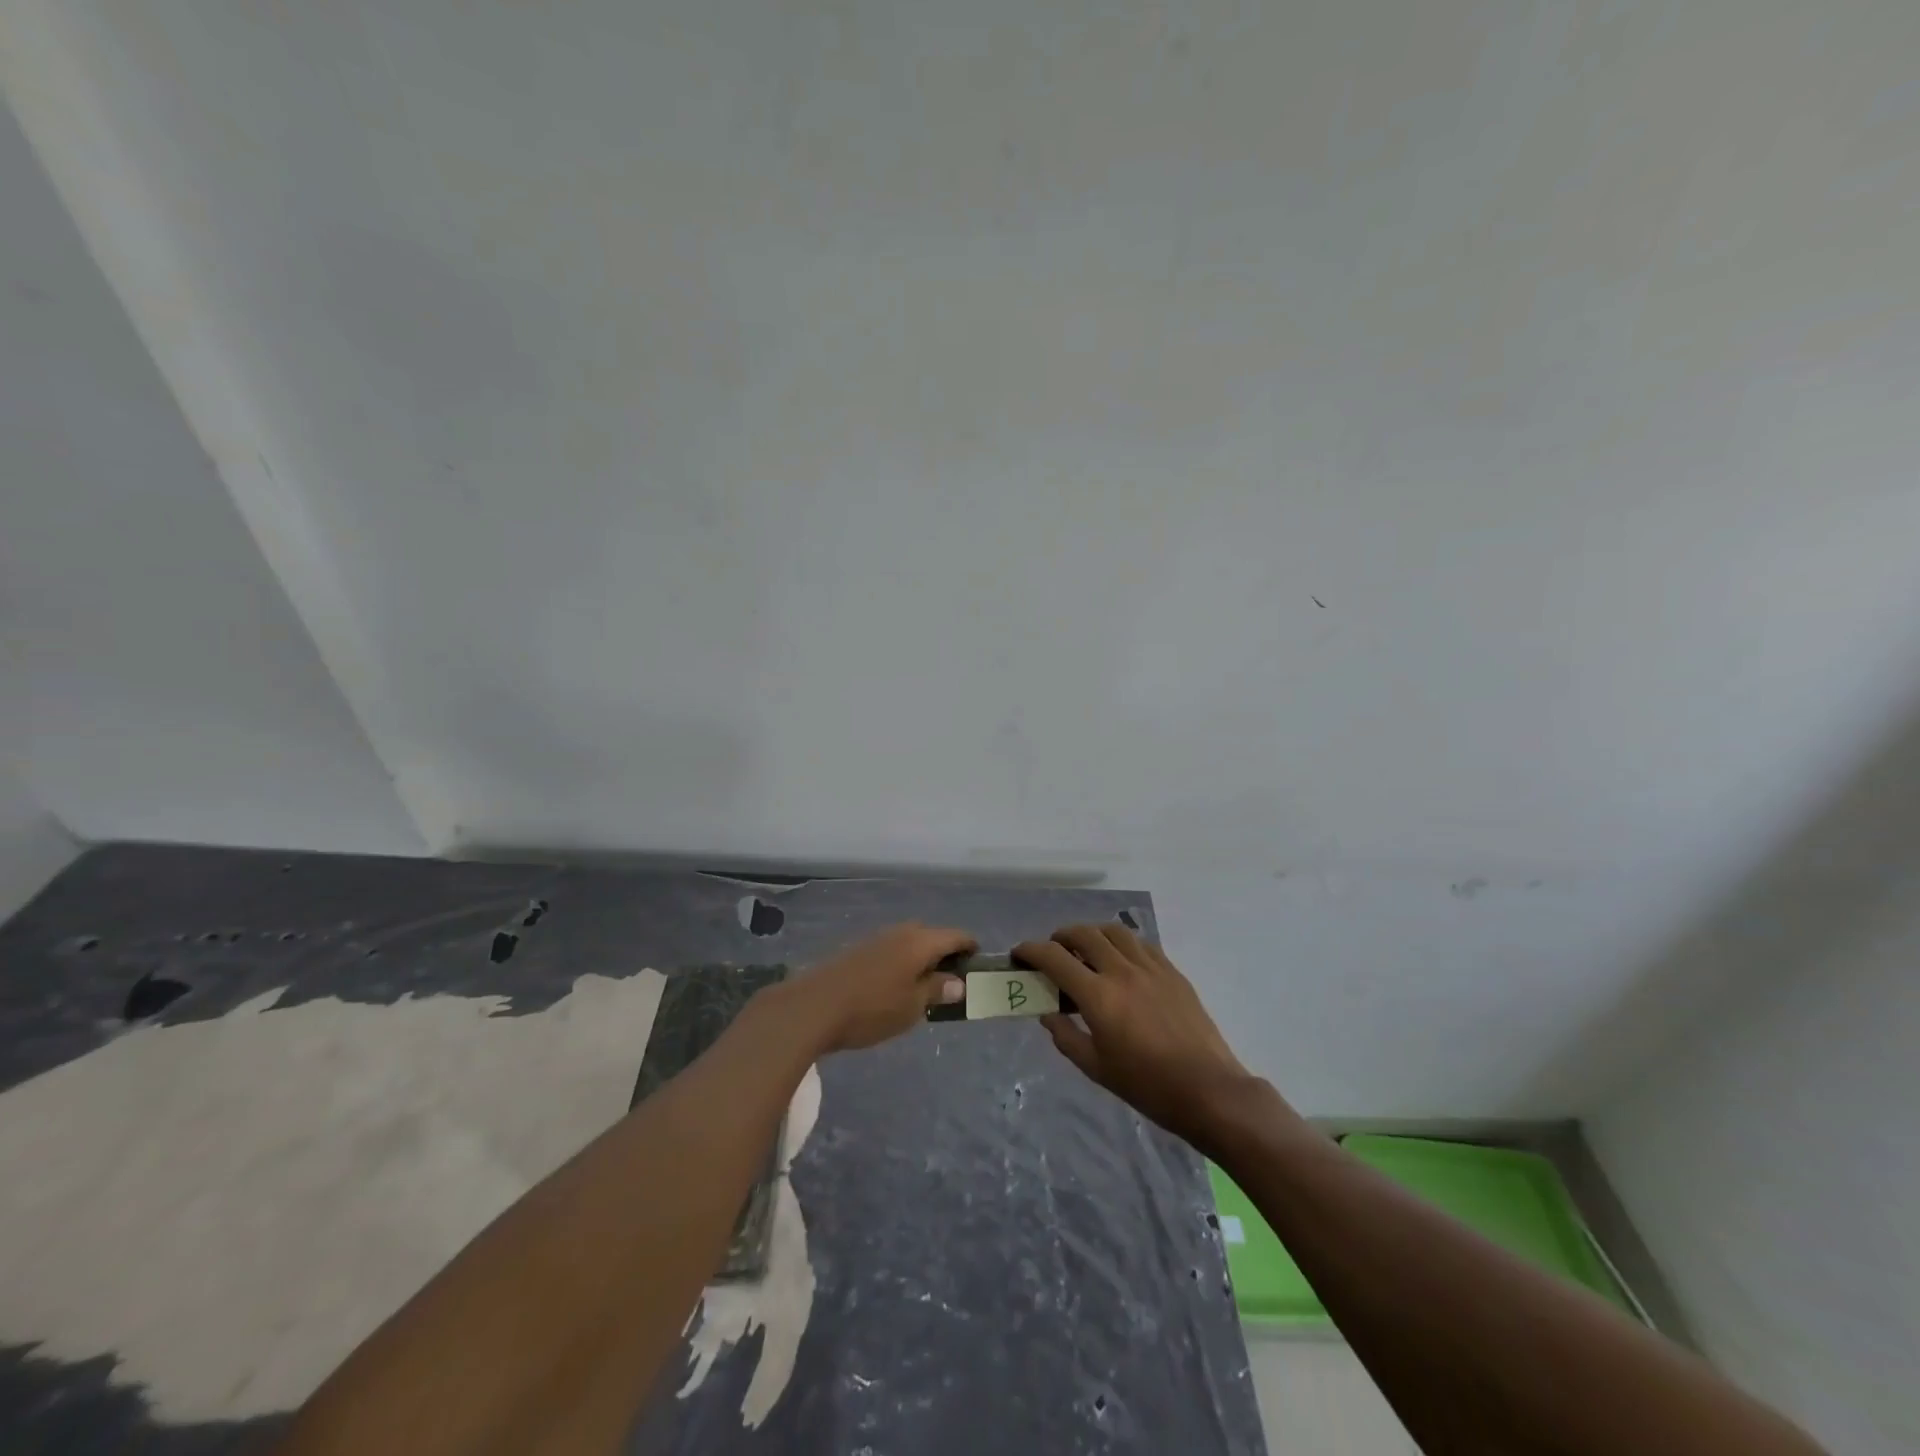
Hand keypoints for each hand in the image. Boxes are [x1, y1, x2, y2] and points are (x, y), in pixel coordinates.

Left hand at [792, 923, 973, 1053]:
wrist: (813, 1006)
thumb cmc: (872, 1008)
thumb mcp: (912, 1006)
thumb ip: (937, 990)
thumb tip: (958, 982)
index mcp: (920, 941)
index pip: (956, 935)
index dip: (970, 947)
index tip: (978, 964)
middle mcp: (900, 932)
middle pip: (931, 935)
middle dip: (945, 954)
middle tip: (951, 981)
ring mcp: (876, 939)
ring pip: (909, 942)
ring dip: (921, 959)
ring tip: (924, 986)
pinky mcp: (857, 950)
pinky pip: (891, 950)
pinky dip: (901, 963)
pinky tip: (895, 986)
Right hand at [1014, 924, 1250, 1147]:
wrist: (1208, 1090)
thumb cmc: (1147, 1086)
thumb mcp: (1096, 1068)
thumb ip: (1066, 1036)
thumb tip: (1048, 1014)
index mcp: (1099, 997)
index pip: (1055, 958)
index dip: (1031, 950)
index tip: (1019, 953)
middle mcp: (1122, 972)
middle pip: (1084, 934)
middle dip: (1061, 936)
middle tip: (1053, 950)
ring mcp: (1150, 968)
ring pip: (1114, 931)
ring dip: (1092, 933)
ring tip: (1085, 948)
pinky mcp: (1172, 971)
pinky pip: (1140, 943)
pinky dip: (1121, 943)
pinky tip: (1120, 959)